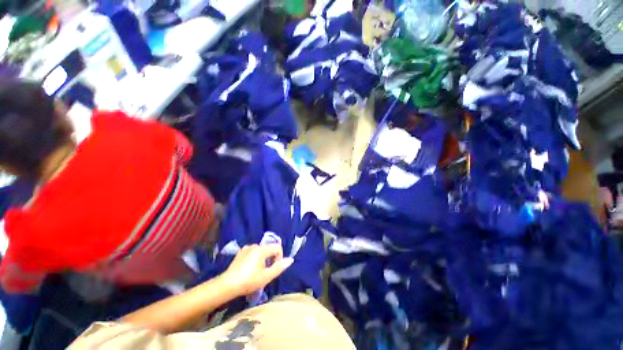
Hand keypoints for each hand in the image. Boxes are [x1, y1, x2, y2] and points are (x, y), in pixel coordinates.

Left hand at [221, 244, 293, 296]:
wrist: (227, 286)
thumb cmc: (248, 281)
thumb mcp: (266, 277)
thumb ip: (279, 267)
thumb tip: (290, 259)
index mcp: (261, 249)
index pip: (277, 247)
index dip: (279, 257)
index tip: (274, 268)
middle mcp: (254, 245)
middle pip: (269, 249)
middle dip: (271, 259)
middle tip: (265, 272)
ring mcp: (246, 248)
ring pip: (261, 251)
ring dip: (263, 259)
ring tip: (257, 272)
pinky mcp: (240, 252)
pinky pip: (253, 252)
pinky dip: (255, 258)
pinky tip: (249, 269)